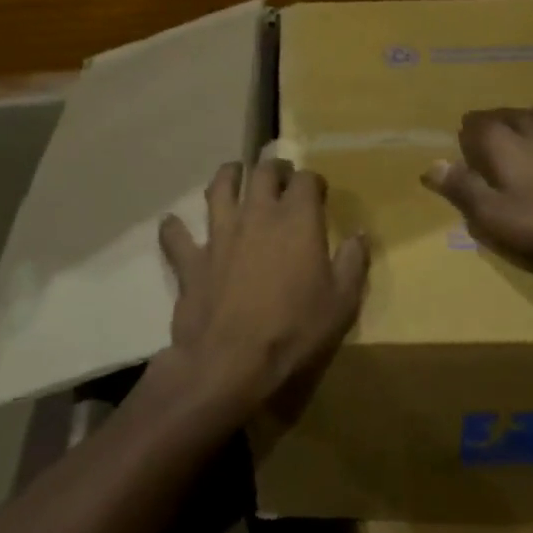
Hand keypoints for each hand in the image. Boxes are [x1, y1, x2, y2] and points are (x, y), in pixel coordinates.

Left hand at [158, 159, 368, 414]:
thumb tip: (359, 234)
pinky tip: (172, 224)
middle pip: (262, 172)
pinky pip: (176, 235)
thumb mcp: (342, 303)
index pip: (306, 179)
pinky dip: (174, 228)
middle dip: (273, 168)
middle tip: (279, 176)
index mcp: (296, 219)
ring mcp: (220, 234)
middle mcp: (257, 214)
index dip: (313, 181)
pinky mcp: (191, 259)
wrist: (230, 363)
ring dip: (228, 176)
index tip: (317, 191)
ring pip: (219, 188)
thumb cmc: (294, 331)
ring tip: (233, 174)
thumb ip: (353, 263)